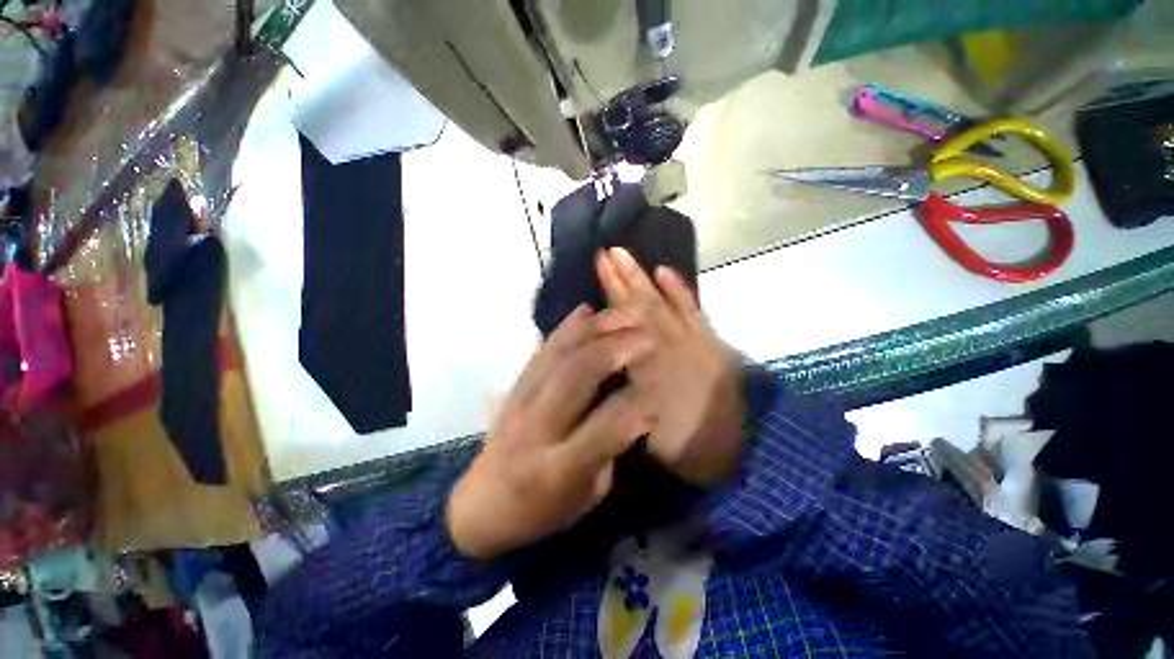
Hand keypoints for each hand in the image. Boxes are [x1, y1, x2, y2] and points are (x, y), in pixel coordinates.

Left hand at [446, 305, 653, 559]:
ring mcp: (521, 401)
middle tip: (648, 335)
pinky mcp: (516, 386)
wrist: (482, 504)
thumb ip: (611, 449)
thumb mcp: (586, 496)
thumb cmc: (542, 509)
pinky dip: (567, 327)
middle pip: (576, 377)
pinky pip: (542, 350)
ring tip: (626, 315)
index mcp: (557, 469)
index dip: (635, 407)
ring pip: (560, 354)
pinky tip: (587, 311)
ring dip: (597, 329)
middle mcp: (537, 428)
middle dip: (616, 349)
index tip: (657, 393)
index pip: (602, 429)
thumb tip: (637, 405)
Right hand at [596, 248, 744, 484]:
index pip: (624, 324)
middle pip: (641, 306)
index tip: (599, 268)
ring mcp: (692, 340)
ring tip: (626, 255)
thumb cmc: (685, 447)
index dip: (611, 294)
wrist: (740, 450)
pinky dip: (679, 290)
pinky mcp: (709, 340)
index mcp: (651, 367)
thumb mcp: (644, 429)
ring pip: (662, 303)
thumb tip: (603, 365)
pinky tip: (665, 272)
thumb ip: (622, 394)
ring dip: (643, 278)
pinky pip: (692, 309)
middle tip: (607, 252)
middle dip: (622, 277)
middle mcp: (669, 346)